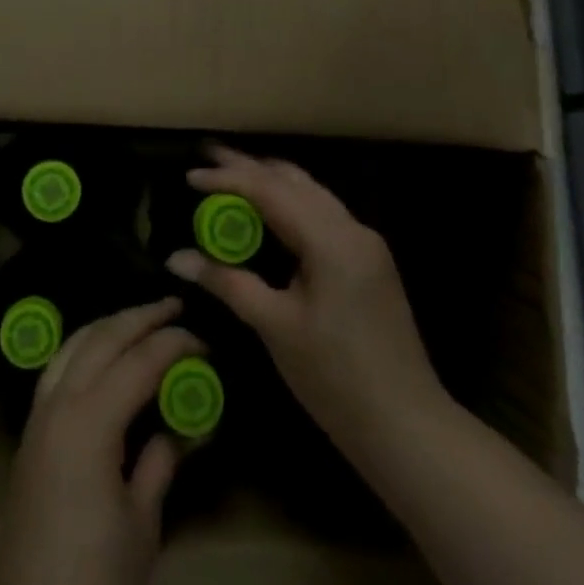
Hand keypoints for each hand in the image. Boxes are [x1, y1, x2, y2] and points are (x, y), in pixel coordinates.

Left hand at [0, 299, 201, 584]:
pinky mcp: (29, 433)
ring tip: (140, 319)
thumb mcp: (143, 520)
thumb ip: (161, 460)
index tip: (204, 340)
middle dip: (140, 317)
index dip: (174, 344)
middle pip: (102, 338)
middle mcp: (59, 404)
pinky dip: (83, 347)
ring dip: (108, 325)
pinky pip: (57, 368)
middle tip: (174, 307)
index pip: (139, 361)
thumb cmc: (99, 580)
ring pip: (72, 345)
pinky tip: (101, 355)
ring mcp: (38, 416)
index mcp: (90, 421)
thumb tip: (181, 426)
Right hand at [165, 145, 451, 475]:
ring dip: (271, 181)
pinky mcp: (368, 261)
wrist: (407, 426)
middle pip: (294, 181)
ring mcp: (365, 243)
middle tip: (208, 158)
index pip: (271, 192)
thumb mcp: (275, 327)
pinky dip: (289, 203)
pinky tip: (268, 210)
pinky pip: (322, 213)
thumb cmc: (336, 378)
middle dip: (249, 167)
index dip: (228, 179)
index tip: (189, 177)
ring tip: (232, 174)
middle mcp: (352, 229)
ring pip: (311, 193)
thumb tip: (176, 258)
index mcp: (331, 241)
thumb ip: (227, 283)